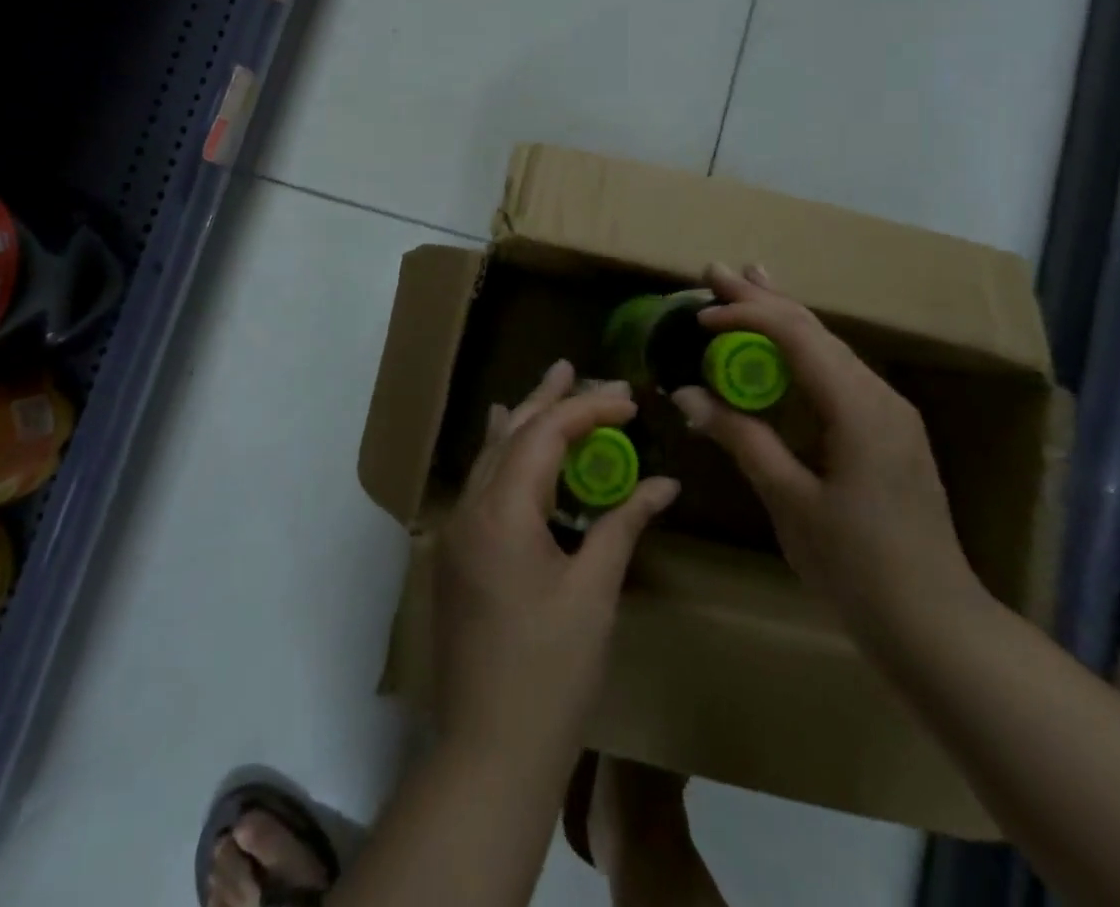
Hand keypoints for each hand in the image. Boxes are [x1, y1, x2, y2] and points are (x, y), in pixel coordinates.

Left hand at [434, 360, 680, 767]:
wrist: (489, 752)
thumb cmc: (551, 671)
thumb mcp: (595, 591)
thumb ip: (623, 524)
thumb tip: (663, 484)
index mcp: (501, 511)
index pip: (545, 435)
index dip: (588, 411)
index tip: (629, 401)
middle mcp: (469, 509)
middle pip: (509, 434)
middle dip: (546, 399)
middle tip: (574, 367)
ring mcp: (456, 533)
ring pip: (491, 456)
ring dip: (523, 422)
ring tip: (548, 389)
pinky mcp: (456, 555)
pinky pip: (481, 485)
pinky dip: (504, 456)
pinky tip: (510, 445)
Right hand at [671, 264, 981, 639]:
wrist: (936, 624)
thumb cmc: (857, 566)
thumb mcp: (790, 501)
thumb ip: (741, 438)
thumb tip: (686, 393)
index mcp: (858, 406)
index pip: (796, 336)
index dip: (746, 315)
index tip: (700, 313)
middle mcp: (878, 395)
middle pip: (814, 330)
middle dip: (763, 299)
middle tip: (717, 271)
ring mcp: (888, 412)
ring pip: (828, 348)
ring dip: (784, 318)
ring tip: (750, 284)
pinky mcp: (886, 431)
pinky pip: (837, 373)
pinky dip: (801, 351)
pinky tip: (784, 345)